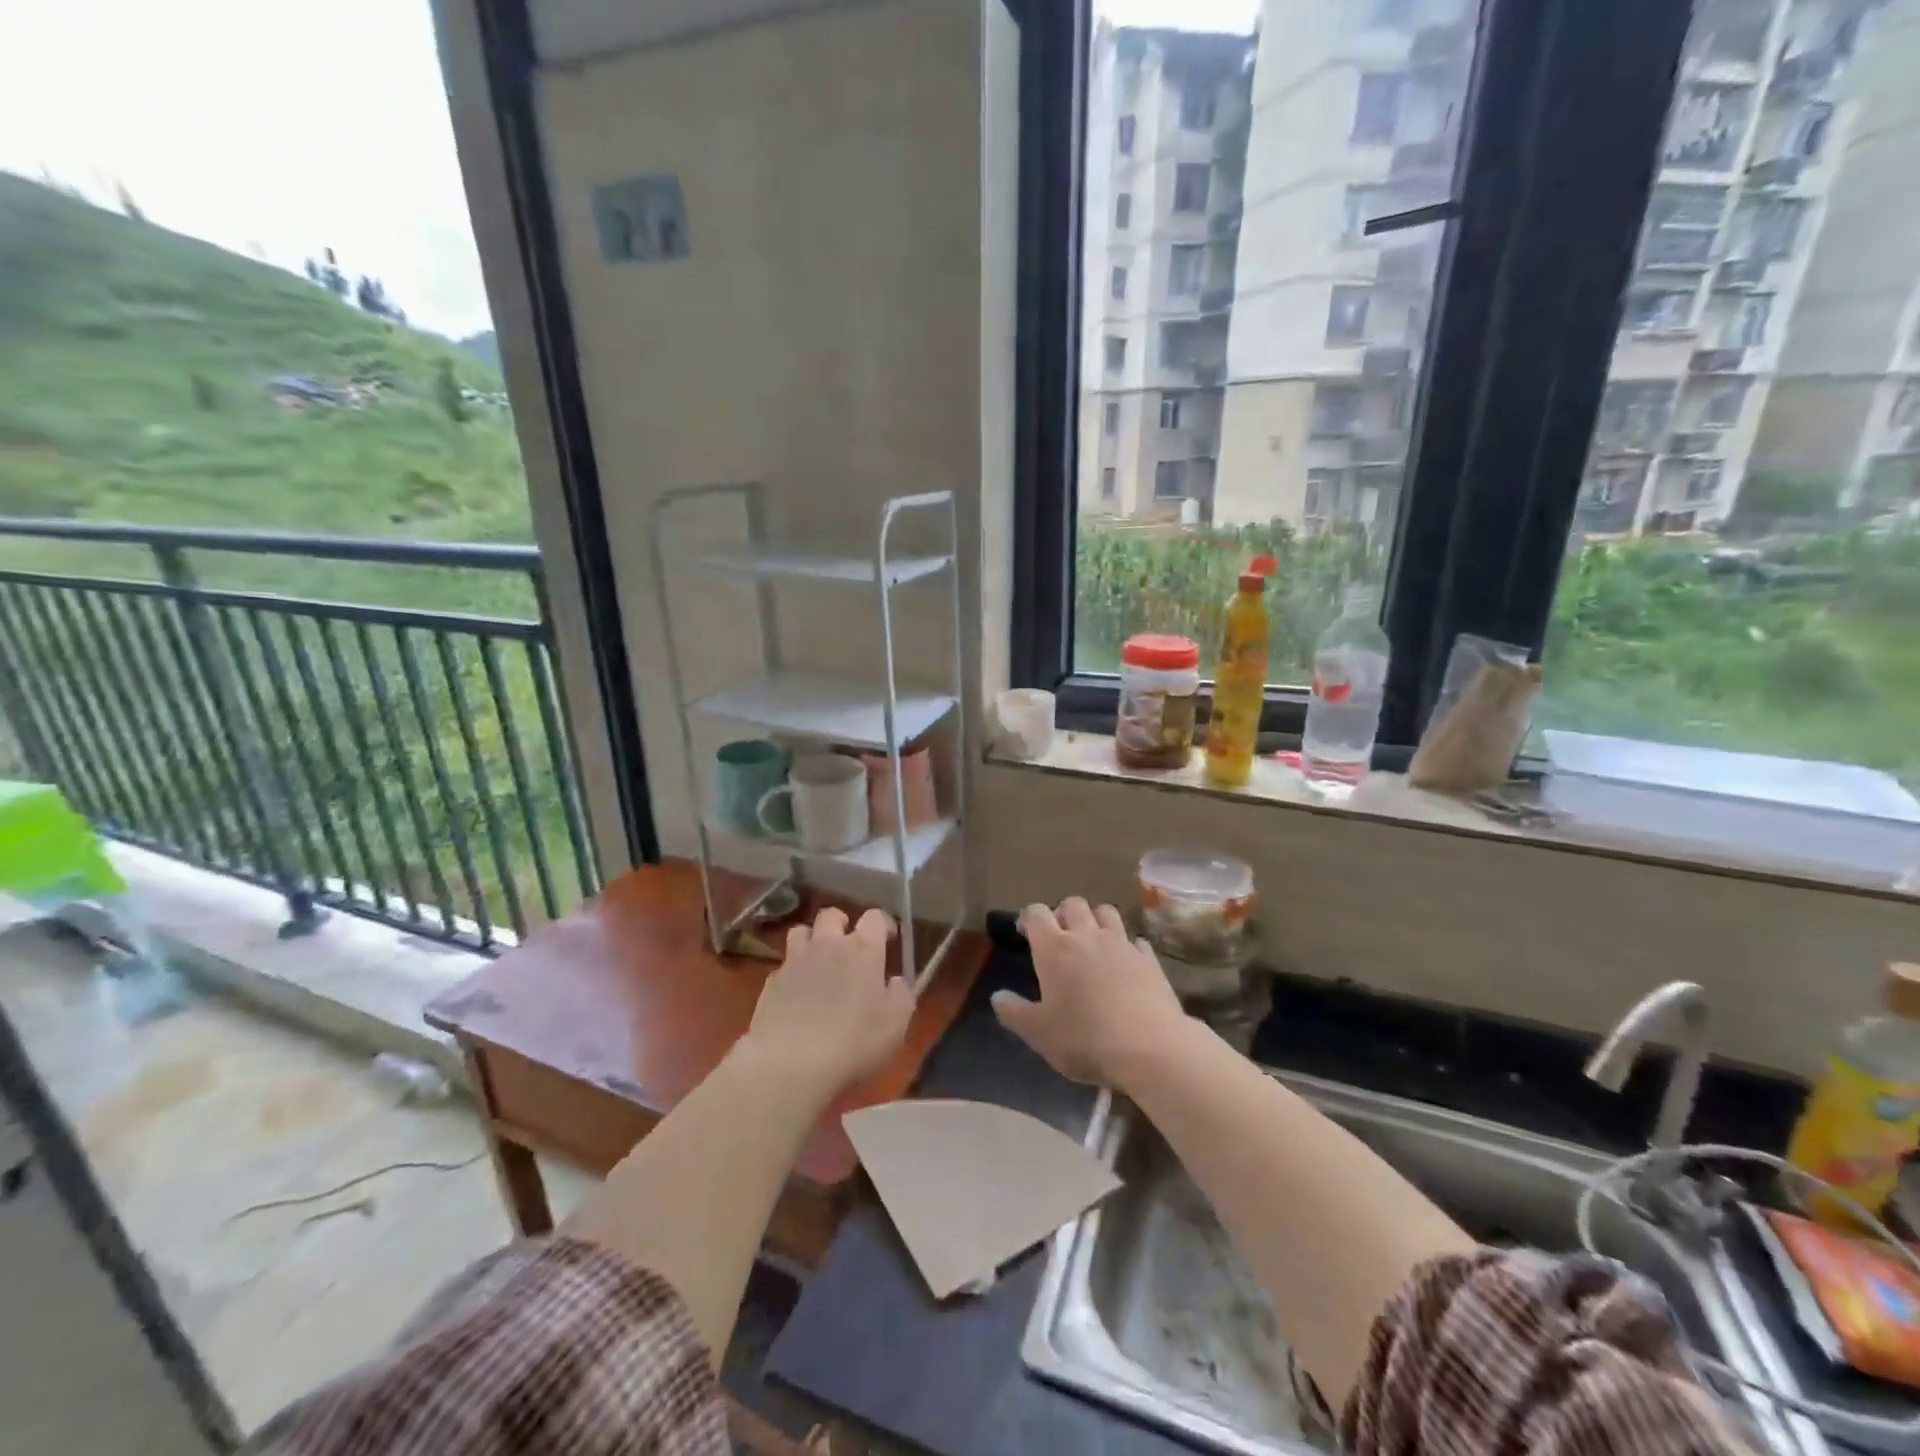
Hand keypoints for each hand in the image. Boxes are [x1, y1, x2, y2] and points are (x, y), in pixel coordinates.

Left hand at [742, 907, 916, 1101]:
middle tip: (849, 944)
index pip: (874, 918)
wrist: (790, 1064)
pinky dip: (793, 971)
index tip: (888, 938)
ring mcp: (795, 961)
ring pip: (801, 931)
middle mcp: (828, 946)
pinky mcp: (771, 983)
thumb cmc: (853, 1042)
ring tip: (819, 960)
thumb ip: (901, 996)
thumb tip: (896, 981)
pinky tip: (797, 994)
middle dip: (842, 923)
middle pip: (832, 915)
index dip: (882, 923)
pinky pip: (784, 964)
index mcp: (863, 951)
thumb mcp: (895, 1025)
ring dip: (812, 939)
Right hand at [991, 898, 1185, 1088]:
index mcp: (1055, 948)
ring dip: (1095, 920)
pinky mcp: (1149, 959)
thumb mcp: (1038, 1033)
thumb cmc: (1084, 1038)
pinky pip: (1135, 940)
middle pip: (1073, 904)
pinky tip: (1125, 963)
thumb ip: (1014, 1012)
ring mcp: (1122, 944)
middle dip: (1063, 913)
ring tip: (1092, 942)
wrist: (1150, 1048)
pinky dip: (1127, 946)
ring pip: (1106, 912)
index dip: (1029, 918)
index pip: (1036, 913)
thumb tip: (997, 996)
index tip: (1025, 933)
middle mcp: (1087, 936)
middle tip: (1059, 937)